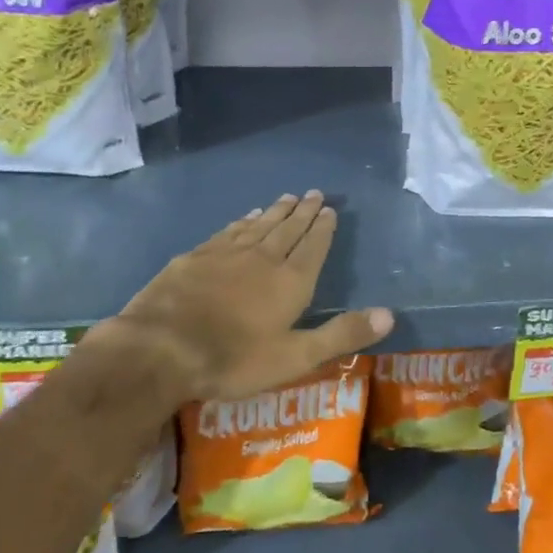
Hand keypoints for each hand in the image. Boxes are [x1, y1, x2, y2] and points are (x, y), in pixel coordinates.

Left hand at [95, 191, 393, 404]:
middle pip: (287, 229)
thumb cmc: (234, 359)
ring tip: (287, 198)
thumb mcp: (295, 356)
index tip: (330, 209)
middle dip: (303, 212)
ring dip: (275, 212)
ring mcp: (226, 254)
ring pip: (258, 226)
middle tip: (314, 193)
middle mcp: (262, 258)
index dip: (323, 228)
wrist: (162, 348)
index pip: (313, 247)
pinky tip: (245, 217)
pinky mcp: (196, 257)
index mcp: (290, 282)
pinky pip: (228, 231)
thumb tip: (390, 314)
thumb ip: (341, 334)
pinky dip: (242, 221)